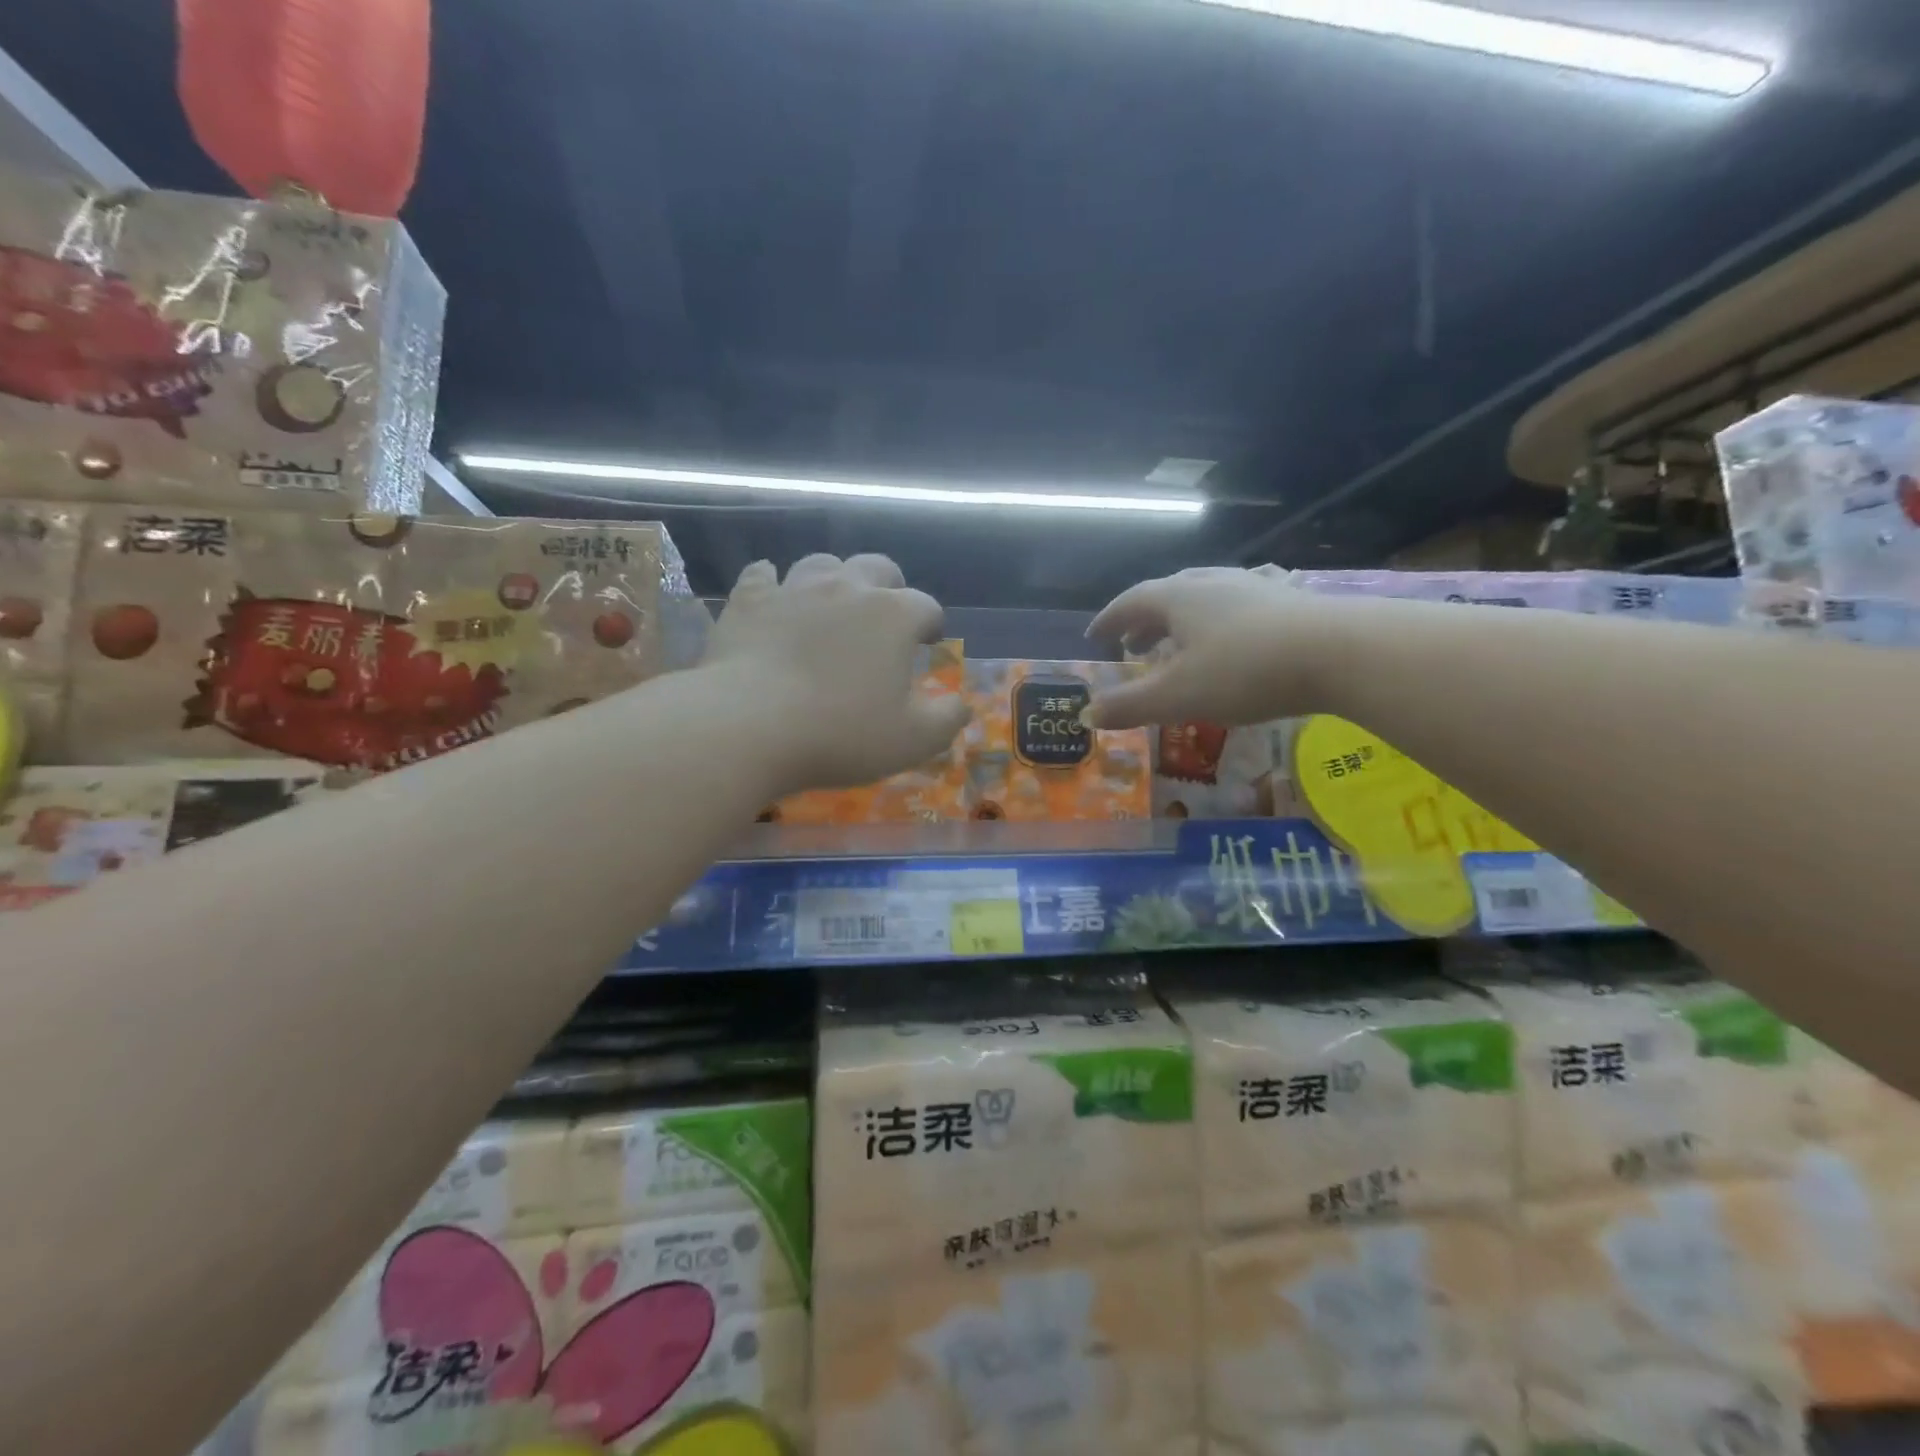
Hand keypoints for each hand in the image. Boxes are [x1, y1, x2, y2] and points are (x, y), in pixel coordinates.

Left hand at [705, 553, 970, 793]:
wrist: (749, 727)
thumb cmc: (841, 733)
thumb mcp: (913, 740)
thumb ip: (947, 719)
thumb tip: (961, 704)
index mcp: (894, 615)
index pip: (926, 607)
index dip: (931, 624)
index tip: (927, 644)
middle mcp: (848, 588)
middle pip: (878, 568)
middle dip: (890, 587)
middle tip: (885, 618)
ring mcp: (794, 589)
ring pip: (822, 563)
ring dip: (835, 579)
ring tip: (833, 606)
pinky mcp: (749, 601)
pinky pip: (762, 575)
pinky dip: (773, 583)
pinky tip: (774, 594)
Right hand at [1085, 566, 1344, 727]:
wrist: (1339, 652)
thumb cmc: (1243, 671)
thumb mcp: (1176, 697)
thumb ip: (1128, 706)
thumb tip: (1086, 714)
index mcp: (1178, 597)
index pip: (1130, 602)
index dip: (1109, 619)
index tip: (1094, 636)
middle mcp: (1212, 582)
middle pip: (1166, 596)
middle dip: (1144, 623)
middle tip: (1132, 647)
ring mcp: (1252, 588)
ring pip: (1204, 600)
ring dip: (1181, 624)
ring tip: (1177, 648)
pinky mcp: (1286, 602)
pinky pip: (1235, 609)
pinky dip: (1216, 627)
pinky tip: (1229, 647)